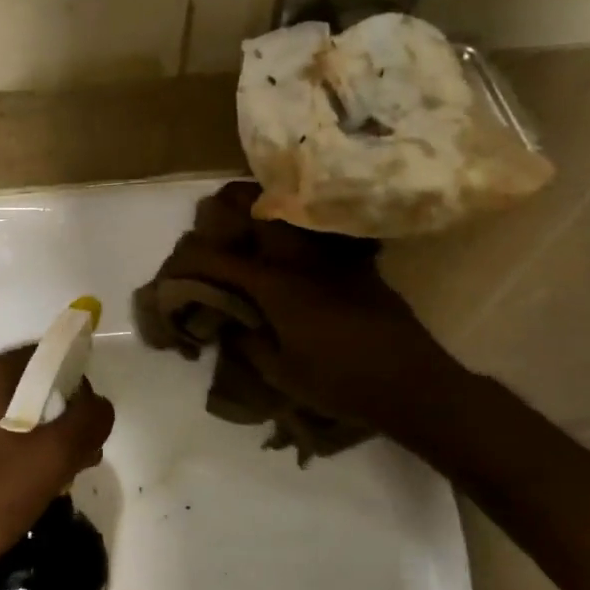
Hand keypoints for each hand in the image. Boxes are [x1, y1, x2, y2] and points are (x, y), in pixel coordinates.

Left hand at [0, 346, 114, 587]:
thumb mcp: (51, 459)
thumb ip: (86, 422)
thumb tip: (99, 404)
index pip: (42, 355)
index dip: (75, 381)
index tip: (88, 422)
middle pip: (24, 385)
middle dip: (57, 415)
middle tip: (76, 457)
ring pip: (2, 413)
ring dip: (33, 437)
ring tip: (50, 479)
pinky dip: (5, 451)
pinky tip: (14, 488)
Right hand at [161, 182, 473, 438]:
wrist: (413, 383)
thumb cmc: (340, 383)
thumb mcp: (281, 373)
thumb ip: (248, 342)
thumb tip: (230, 323)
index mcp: (276, 286)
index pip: (221, 261)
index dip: (192, 259)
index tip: (176, 264)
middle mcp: (301, 260)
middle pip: (258, 213)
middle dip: (228, 205)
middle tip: (211, 213)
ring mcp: (332, 257)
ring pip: (291, 215)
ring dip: (264, 209)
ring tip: (247, 215)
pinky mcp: (357, 263)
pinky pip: (318, 233)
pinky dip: (298, 228)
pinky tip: (294, 241)